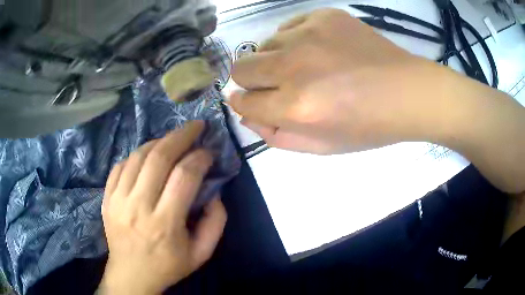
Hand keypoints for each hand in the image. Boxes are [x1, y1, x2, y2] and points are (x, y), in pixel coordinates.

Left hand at [98, 121, 226, 294]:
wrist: (131, 275)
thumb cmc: (168, 266)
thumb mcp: (202, 253)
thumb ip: (216, 223)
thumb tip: (214, 193)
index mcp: (164, 224)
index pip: (184, 177)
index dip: (199, 158)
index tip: (208, 152)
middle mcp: (138, 207)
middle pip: (159, 158)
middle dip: (181, 136)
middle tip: (195, 126)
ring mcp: (117, 200)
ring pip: (138, 156)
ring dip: (159, 142)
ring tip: (172, 140)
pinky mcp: (106, 197)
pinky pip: (121, 165)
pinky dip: (137, 154)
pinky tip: (148, 156)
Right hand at [230, 9, 448, 153]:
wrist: (407, 92)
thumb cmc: (368, 126)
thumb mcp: (322, 146)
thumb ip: (276, 135)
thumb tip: (246, 114)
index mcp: (295, 107)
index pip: (242, 101)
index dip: (244, 103)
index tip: (253, 101)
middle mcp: (295, 67)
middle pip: (241, 67)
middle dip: (251, 80)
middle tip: (276, 84)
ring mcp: (309, 34)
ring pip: (264, 44)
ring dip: (276, 59)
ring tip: (306, 66)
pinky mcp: (324, 16)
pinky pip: (288, 26)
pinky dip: (295, 39)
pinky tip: (318, 49)